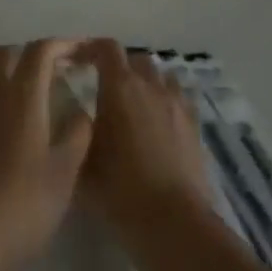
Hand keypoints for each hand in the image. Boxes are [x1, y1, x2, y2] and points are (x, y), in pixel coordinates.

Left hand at [0, 41, 92, 270]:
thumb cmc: (21, 204)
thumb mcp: (64, 173)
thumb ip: (76, 134)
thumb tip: (80, 110)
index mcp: (21, 95)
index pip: (39, 52)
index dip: (61, 45)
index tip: (79, 51)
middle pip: (2, 53)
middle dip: (26, 54)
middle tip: (48, 74)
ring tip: (19, 93)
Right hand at [77, 40, 213, 236]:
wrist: (172, 222)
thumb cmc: (119, 189)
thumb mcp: (82, 160)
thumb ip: (76, 130)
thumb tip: (76, 118)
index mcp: (119, 88)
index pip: (106, 48)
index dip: (90, 48)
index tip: (76, 60)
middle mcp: (151, 87)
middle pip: (136, 59)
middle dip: (119, 67)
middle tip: (104, 88)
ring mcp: (178, 105)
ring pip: (161, 77)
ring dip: (145, 82)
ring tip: (133, 105)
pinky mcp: (195, 126)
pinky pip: (179, 99)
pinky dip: (166, 102)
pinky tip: (157, 124)